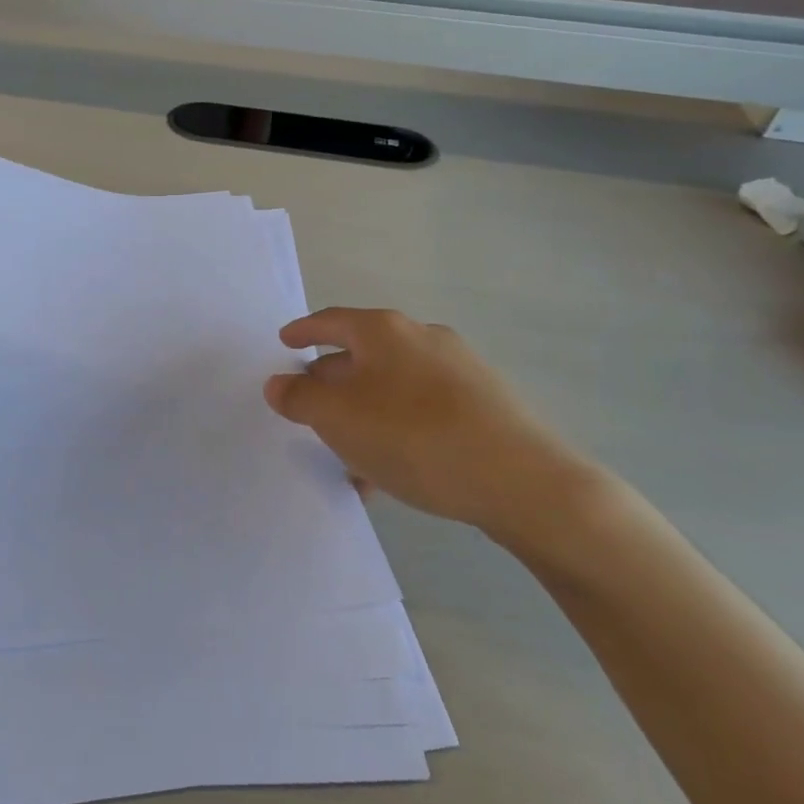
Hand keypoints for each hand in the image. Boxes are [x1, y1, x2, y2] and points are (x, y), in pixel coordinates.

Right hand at [264, 308, 613, 549]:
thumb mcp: (339, 418)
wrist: (523, 482)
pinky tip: (391, 474)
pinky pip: (422, 411)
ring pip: (392, 389)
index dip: (302, 332)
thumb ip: (299, 399)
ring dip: (363, 417)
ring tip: (347, 459)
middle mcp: (422, 339)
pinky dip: (396, 432)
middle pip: (361, 355)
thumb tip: (279, 383)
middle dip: (331, 383)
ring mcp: (459, 370)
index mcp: (384, 332)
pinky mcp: (485, 404)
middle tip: (309, 410)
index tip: (284, 342)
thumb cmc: (415, 437)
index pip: (330, 321)